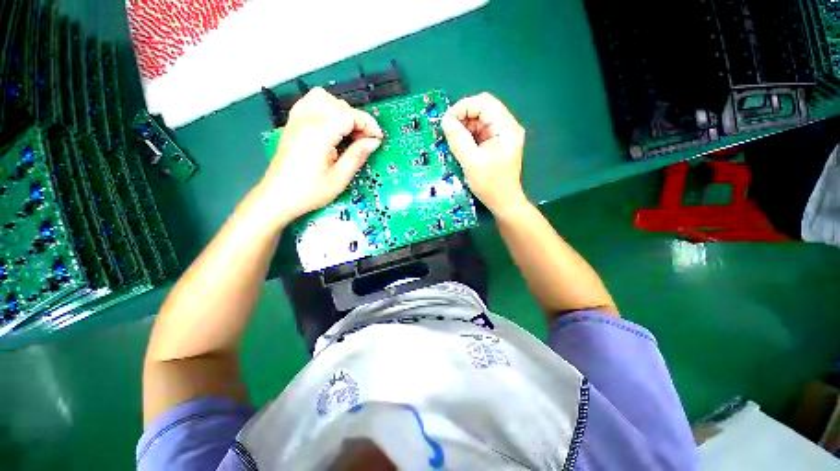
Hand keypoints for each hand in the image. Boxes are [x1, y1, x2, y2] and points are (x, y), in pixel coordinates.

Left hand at [254, 87, 382, 228]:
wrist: (278, 197)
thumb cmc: (310, 191)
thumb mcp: (340, 178)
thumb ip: (357, 155)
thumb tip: (373, 142)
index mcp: (320, 133)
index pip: (350, 115)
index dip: (369, 125)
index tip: (378, 139)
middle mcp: (307, 119)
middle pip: (340, 105)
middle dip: (358, 120)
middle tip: (365, 141)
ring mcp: (297, 119)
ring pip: (324, 98)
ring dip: (342, 111)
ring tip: (349, 132)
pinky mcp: (292, 124)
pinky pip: (310, 102)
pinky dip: (326, 108)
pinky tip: (332, 126)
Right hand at [441, 93, 527, 216]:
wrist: (504, 202)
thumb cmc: (490, 185)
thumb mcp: (471, 162)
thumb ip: (458, 140)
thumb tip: (446, 120)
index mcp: (506, 128)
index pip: (484, 102)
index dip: (463, 107)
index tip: (447, 121)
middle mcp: (507, 127)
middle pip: (482, 109)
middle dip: (462, 117)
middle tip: (448, 132)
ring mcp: (502, 135)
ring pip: (479, 120)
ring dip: (464, 127)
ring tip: (453, 141)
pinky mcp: (496, 143)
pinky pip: (479, 132)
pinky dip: (468, 136)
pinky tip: (461, 146)